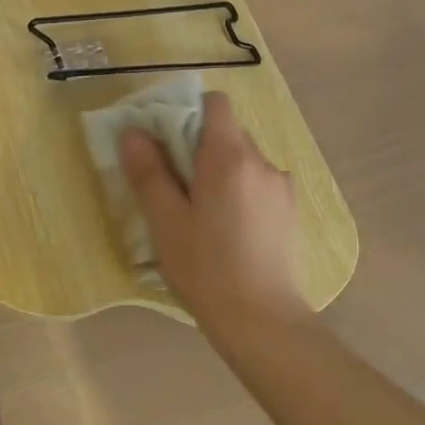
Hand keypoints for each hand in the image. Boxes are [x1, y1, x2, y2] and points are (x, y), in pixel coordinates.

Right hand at [119, 91, 306, 329]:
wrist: (262, 321)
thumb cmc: (206, 269)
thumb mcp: (166, 222)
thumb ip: (149, 173)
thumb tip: (133, 132)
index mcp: (230, 157)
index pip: (216, 104)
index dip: (190, 112)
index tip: (168, 141)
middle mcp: (262, 162)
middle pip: (228, 132)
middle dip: (200, 147)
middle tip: (176, 185)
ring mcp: (281, 186)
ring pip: (244, 160)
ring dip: (222, 172)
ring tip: (203, 213)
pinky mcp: (290, 210)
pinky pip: (259, 183)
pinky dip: (240, 191)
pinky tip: (229, 229)